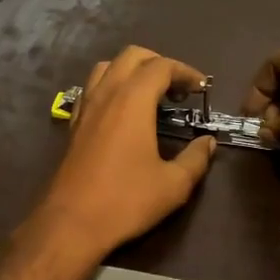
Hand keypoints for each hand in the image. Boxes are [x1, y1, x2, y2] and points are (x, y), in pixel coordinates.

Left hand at [26, 46, 216, 261]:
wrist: (71, 223)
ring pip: (107, 68)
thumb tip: (208, 143)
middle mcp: (106, 94)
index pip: (161, 66)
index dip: (185, 72)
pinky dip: (110, 87)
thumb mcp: (173, 185)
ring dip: (131, 71)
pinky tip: (121, 113)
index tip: (202, 89)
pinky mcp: (73, 125)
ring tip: (150, 96)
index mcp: (132, 100)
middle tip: (178, 90)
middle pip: (132, 56)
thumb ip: (196, 159)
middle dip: (159, 63)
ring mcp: (85, 108)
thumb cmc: (126, 201)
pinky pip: (91, 89)